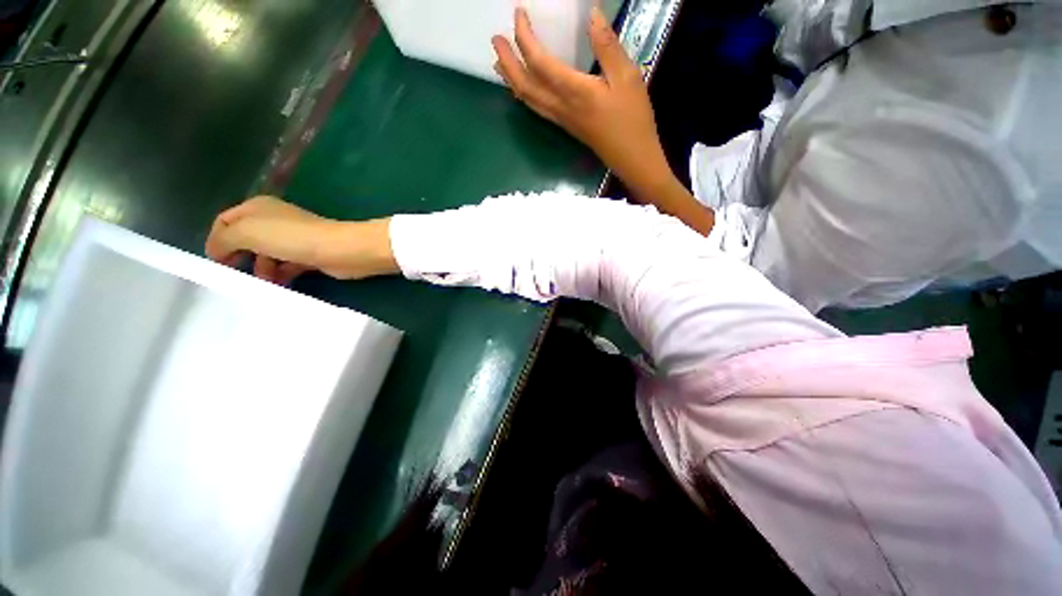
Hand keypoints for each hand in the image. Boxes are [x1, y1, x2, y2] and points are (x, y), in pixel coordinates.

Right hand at [205, 196, 397, 283]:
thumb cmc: (293, 238)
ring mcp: (294, 239)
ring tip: (262, 284)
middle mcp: (275, 221)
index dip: (215, 241)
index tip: (215, 264)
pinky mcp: (310, 256)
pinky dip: (280, 276)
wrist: (343, 250)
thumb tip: (215, 251)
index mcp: (258, 208)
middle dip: (238, 258)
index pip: (225, 221)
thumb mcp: (248, 232)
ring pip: (267, 256)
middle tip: (234, 278)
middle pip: (246, 241)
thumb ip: (223, 239)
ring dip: (261, 271)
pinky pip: (286, 266)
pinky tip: (277, 287)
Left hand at [492, 7, 670, 193]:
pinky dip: (523, 94)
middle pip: (525, 84)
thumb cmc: (632, 118)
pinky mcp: (564, 125)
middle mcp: (560, 106)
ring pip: (527, 99)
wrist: (630, 156)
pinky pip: (536, 108)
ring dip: (511, 79)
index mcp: (574, 91)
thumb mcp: (628, 77)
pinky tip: (521, 89)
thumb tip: (592, 15)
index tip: (518, 15)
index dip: (524, 38)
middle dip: (508, 61)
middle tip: (495, 40)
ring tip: (499, 62)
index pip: (539, 62)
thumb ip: (608, 46)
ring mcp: (560, 118)